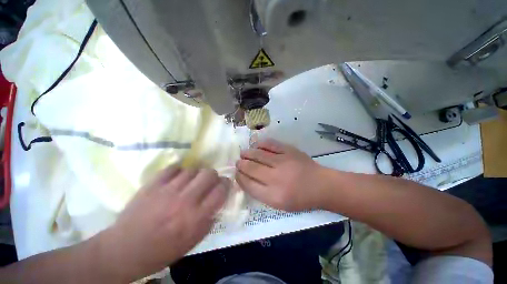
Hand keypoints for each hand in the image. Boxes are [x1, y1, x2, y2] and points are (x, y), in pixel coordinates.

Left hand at [97, 166, 229, 281]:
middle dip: (212, 177)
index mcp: (197, 219)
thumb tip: (212, 209)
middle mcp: (185, 200)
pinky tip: (175, 179)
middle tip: (208, 183)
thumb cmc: (162, 251)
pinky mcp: (152, 184)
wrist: (131, 246)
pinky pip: (171, 168)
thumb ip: (205, 224)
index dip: (225, 186)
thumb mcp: (191, 244)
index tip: (223, 187)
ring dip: (194, 175)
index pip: (220, 192)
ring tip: (189, 183)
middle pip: (208, 174)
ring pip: (190, 169)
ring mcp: (167, 189)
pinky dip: (177, 171)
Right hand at [236, 139, 324, 210]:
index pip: (248, 184)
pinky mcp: (290, 151)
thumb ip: (261, 194)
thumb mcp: (279, 204)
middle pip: (251, 168)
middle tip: (238, 163)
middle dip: (241, 165)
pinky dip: (261, 144)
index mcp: (273, 195)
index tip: (237, 174)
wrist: (321, 186)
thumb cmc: (300, 199)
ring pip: (258, 154)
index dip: (239, 178)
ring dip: (248, 153)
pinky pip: (271, 145)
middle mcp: (276, 178)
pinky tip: (256, 145)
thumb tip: (246, 179)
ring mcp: (283, 162)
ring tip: (243, 153)